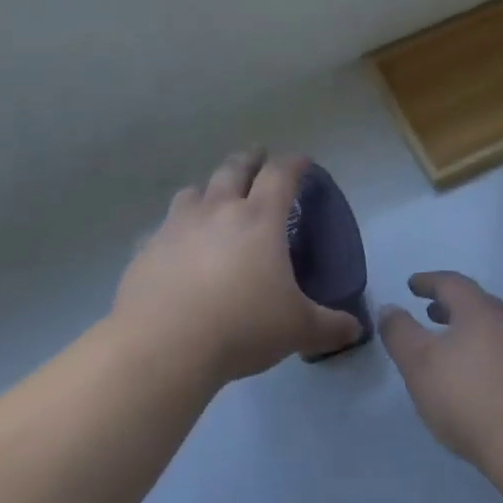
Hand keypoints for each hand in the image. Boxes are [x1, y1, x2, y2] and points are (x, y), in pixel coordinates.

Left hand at [114, 149, 363, 383]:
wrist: (163, 345)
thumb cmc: (242, 326)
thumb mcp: (297, 329)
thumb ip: (329, 326)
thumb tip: (355, 329)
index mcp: (260, 219)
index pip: (280, 175)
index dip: (293, 163)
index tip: (302, 161)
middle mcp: (217, 211)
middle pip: (234, 169)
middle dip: (249, 159)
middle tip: (257, 156)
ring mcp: (177, 227)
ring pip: (194, 192)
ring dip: (208, 188)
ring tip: (214, 196)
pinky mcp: (147, 249)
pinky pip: (163, 228)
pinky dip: (175, 229)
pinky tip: (177, 246)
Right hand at [379, 272, 502, 477]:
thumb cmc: (470, 399)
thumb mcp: (420, 365)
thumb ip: (400, 333)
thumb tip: (390, 308)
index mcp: (480, 310)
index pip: (452, 283)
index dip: (428, 281)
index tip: (412, 285)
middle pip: (477, 303)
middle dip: (450, 305)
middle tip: (430, 313)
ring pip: (494, 329)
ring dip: (470, 330)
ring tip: (452, 348)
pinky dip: (487, 354)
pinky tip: (480, 381)